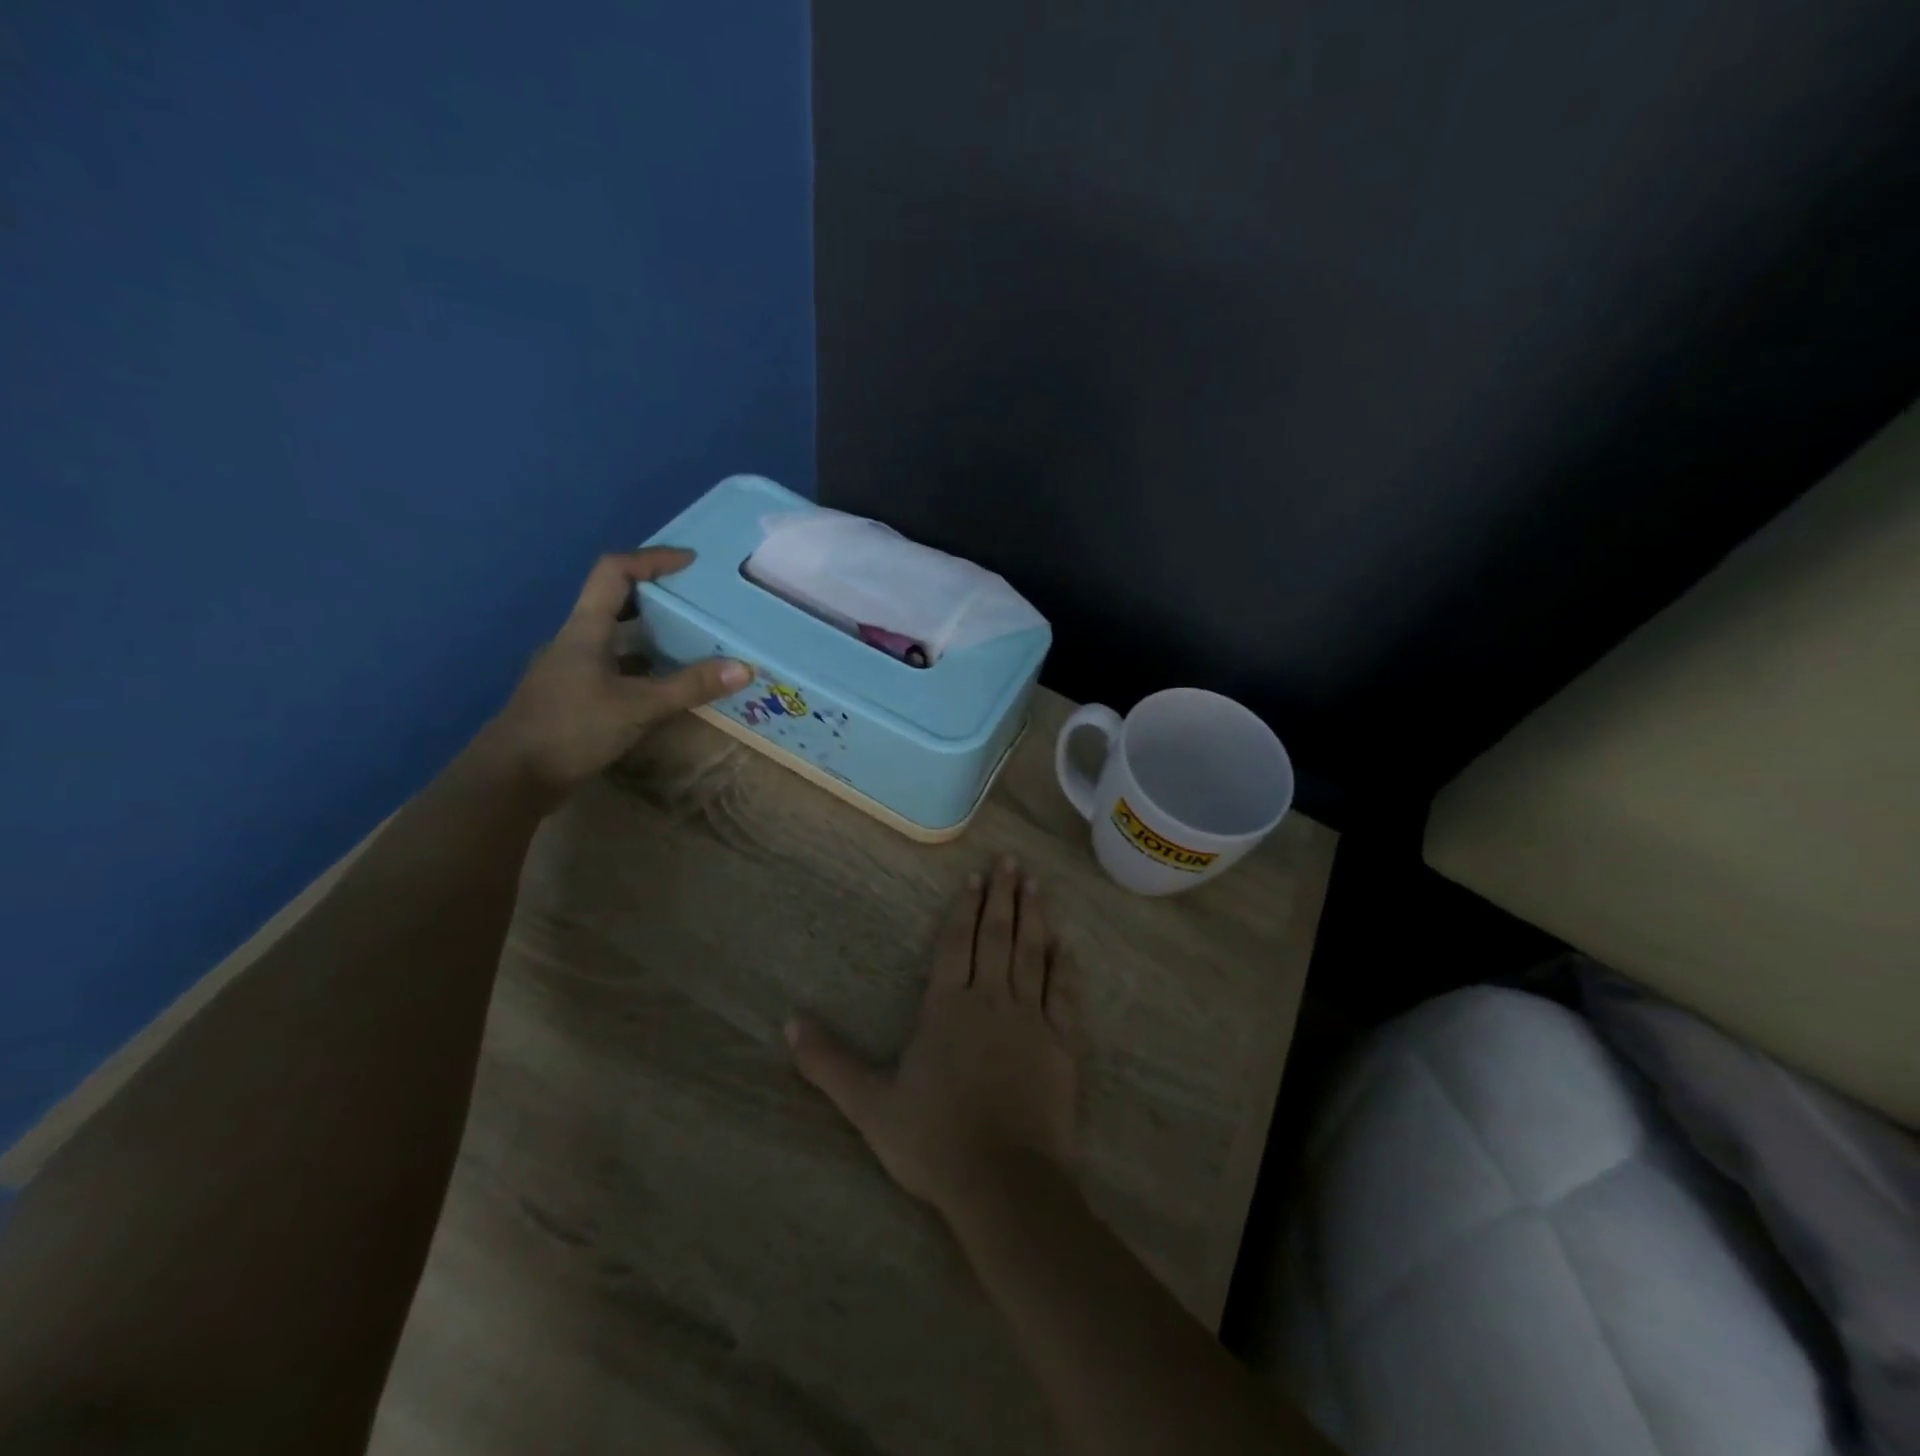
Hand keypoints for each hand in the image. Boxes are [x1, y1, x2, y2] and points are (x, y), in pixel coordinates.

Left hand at [485, 549, 749, 794]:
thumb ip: (690, 687)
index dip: (652, 560)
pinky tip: (667, 683)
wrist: (513, 777)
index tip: (690, 562)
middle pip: (616, 600)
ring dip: (652, 633)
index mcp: (585, 629)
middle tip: (698, 601)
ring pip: (617, 636)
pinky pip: (616, 666)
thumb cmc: (571, 729)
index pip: (614, 572)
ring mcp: (573, 668)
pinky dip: (644, 666)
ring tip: (693, 639)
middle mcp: (576, 640)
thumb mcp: (638, 706)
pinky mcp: (575, 695)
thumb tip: (745, 668)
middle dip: (658, 595)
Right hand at [788, 859, 1082, 1220]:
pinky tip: (1065, 945)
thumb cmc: (933, 1140)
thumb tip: (788, 1022)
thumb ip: (828, 1062)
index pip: (957, 944)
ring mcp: (1029, 1019)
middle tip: (1010, 862)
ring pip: (1032, 954)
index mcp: (948, 1008)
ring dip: (1033, 917)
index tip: (975, 878)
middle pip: (997, 937)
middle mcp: (991, 1000)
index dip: (964, 909)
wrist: (1003, 1181)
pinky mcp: (1059, 1044)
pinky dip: (1063, 967)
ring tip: (1035, 884)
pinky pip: (1062, 994)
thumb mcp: (869, 1104)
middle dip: (1002, 897)